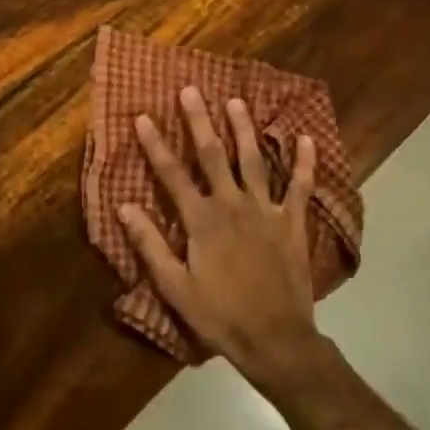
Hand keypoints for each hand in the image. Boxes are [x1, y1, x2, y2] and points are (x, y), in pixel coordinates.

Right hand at [119, 88, 324, 391]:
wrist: (275, 339)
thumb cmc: (219, 315)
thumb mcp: (175, 286)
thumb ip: (150, 244)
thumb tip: (124, 208)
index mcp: (201, 220)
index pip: (172, 174)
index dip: (155, 144)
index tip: (142, 116)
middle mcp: (233, 205)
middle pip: (213, 155)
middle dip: (199, 121)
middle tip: (191, 90)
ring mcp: (266, 210)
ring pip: (253, 160)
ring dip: (244, 130)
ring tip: (236, 102)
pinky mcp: (292, 222)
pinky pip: (300, 186)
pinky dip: (304, 162)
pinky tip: (306, 138)